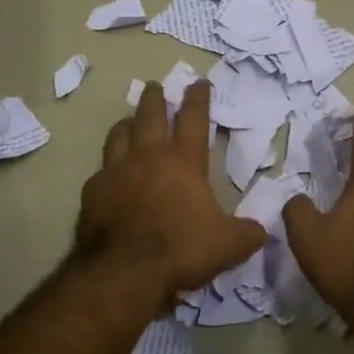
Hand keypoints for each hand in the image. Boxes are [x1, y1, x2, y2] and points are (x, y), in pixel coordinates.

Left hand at [76, 81, 265, 301]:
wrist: (125, 271)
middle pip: (149, 115)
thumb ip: (247, 234)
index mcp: (183, 161)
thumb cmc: (181, 249)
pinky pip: (101, 171)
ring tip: (128, 120)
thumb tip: (261, 230)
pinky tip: (108, 174)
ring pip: (119, 135)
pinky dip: (108, 167)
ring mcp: (115, 171)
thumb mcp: (228, 245)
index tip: (198, 82)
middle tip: (155, 86)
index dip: (198, 98)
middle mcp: (147, 157)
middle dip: (155, 98)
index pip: (193, 118)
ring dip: (126, 124)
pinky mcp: (93, 192)